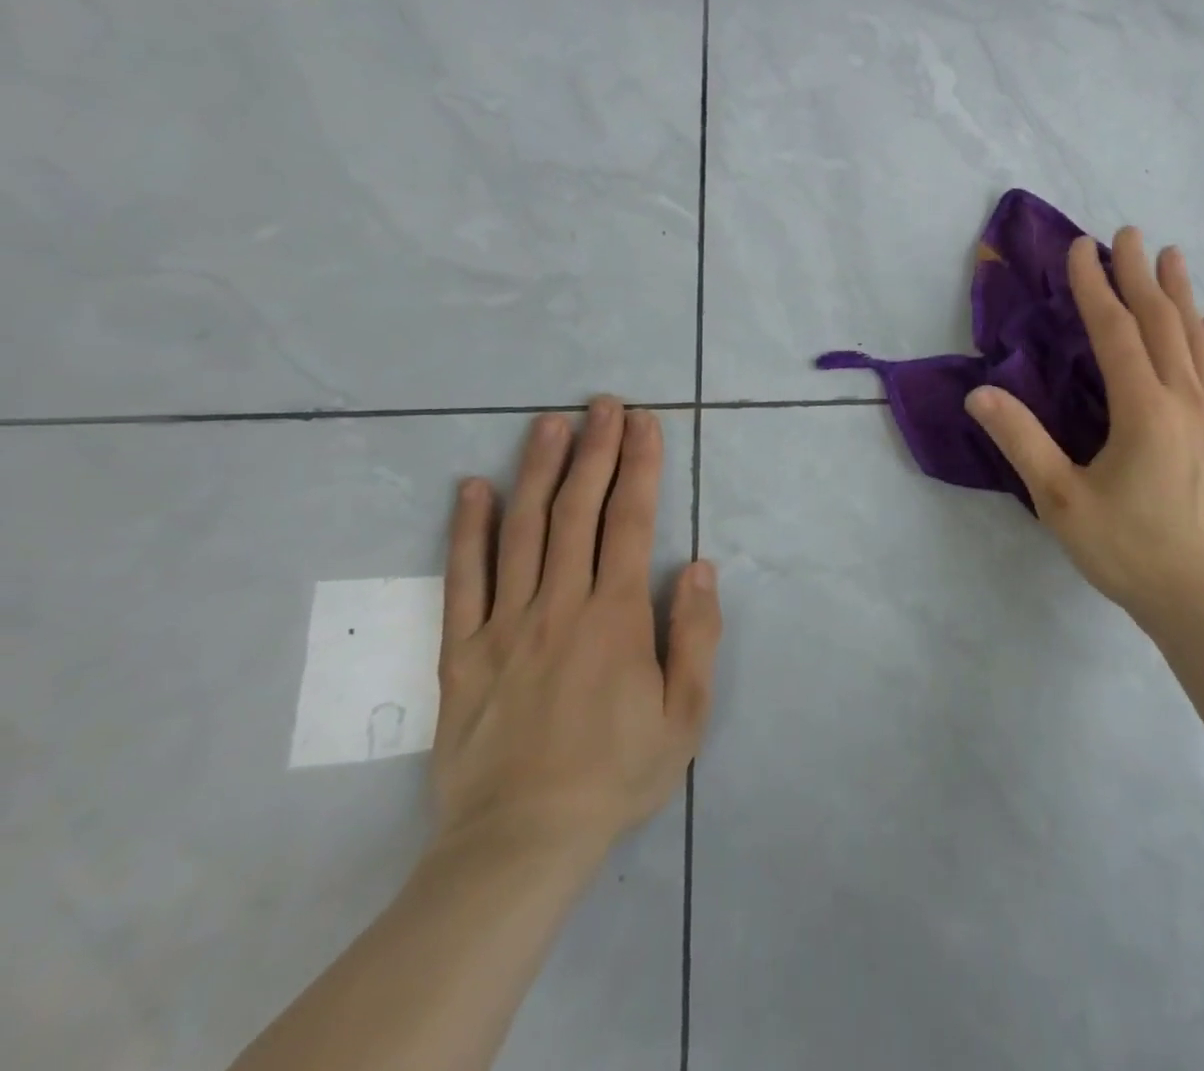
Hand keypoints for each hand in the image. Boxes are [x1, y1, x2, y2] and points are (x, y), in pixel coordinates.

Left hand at [432, 397, 721, 861]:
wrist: (519, 844)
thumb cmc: (617, 774)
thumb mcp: (686, 713)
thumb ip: (696, 633)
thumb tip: (698, 564)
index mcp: (616, 616)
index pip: (630, 521)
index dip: (640, 466)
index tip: (644, 423)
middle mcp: (559, 604)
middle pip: (577, 510)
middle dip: (594, 450)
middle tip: (602, 403)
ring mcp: (504, 625)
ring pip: (521, 531)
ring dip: (537, 470)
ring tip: (549, 423)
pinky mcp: (461, 653)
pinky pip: (462, 581)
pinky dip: (465, 531)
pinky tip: (470, 489)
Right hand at [965, 228, 1203, 636]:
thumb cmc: (1128, 550)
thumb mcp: (1061, 501)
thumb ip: (1021, 442)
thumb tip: (979, 393)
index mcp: (1143, 409)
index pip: (1116, 330)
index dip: (1095, 286)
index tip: (1080, 248)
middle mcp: (1184, 399)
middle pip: (1161, 322)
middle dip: (1140, 275)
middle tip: (1127, 234)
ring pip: (1197, 340)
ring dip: (1181, 295)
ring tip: (1172, 257)